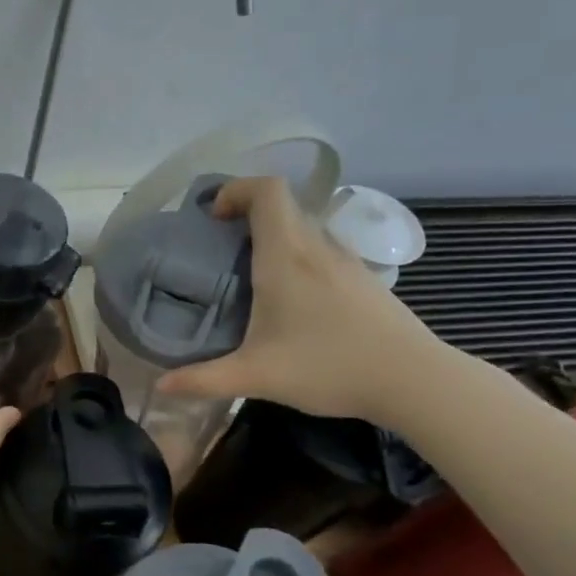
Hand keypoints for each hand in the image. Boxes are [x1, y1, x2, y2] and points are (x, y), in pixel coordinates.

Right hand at [157, 176, 443, 423]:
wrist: (414, 380)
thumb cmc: (329, 367)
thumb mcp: (257, 376)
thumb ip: (204, 380)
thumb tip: (161, 386)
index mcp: (287, 256)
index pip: (267, 190)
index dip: (236, 188)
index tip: (214, 216)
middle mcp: (317, 247)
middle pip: (283, 204)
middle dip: (248, 213)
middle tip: (222, 246)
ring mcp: (347, 260)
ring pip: (305, 226)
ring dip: (275, 235)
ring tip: (253, 272)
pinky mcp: (365, 278)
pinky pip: (323, 249)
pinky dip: (300, 255)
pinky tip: (294, 299)